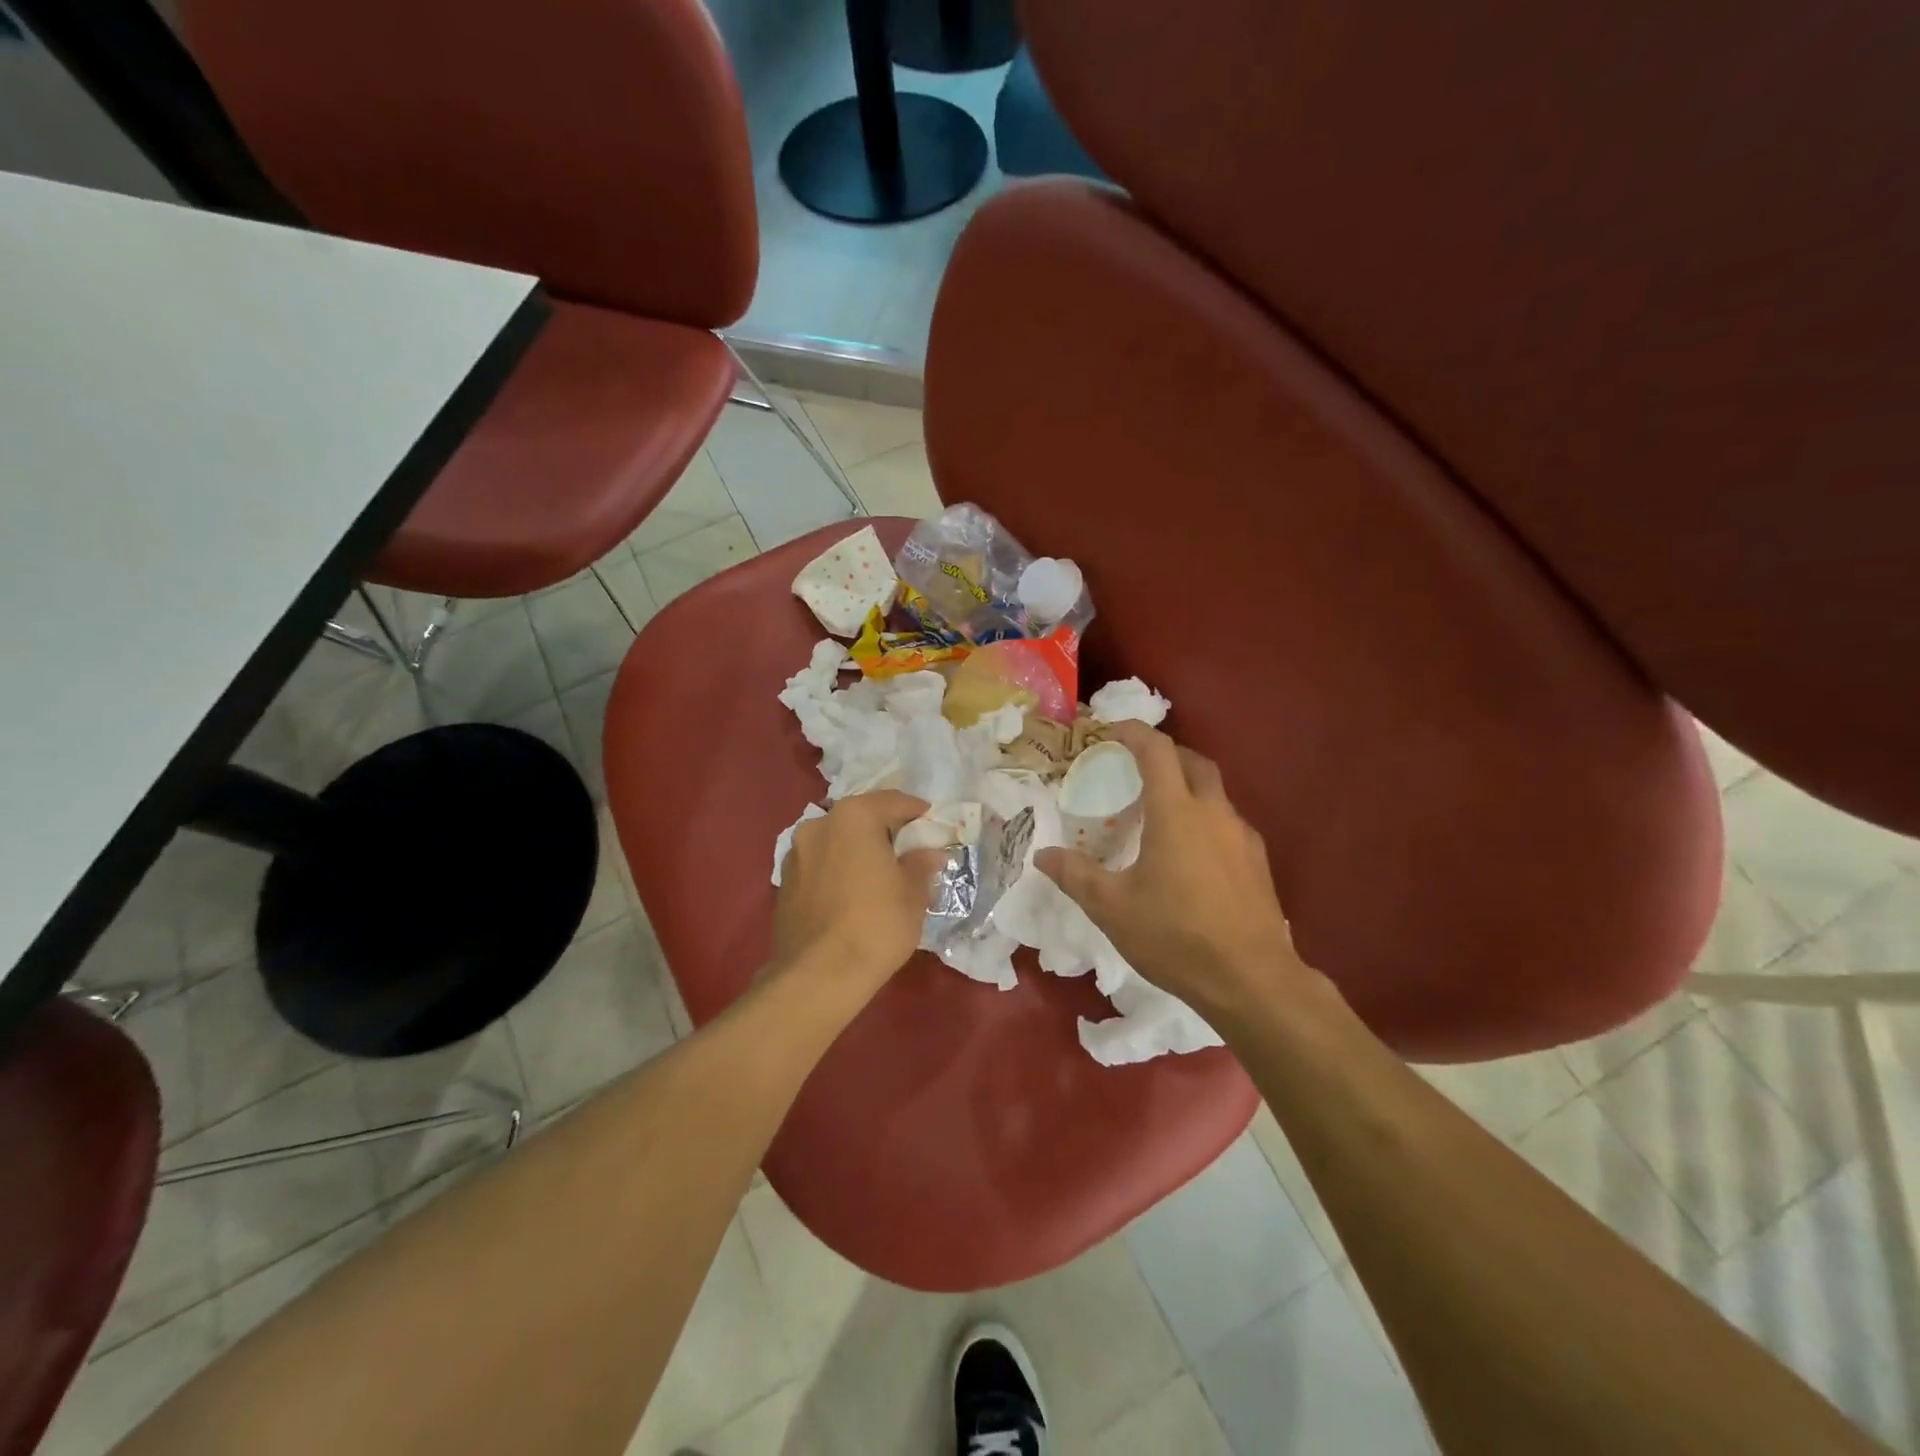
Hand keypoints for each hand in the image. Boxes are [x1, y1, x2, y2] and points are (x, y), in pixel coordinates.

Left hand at [771, 790, 945, 995]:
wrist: (817, 976)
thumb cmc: (876, 925)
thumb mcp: (913, 894)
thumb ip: (920, 865)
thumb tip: (928, 853)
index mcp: (854, 817)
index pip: (893, 801)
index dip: (916, 812)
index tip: (932, 826)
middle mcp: (819, 825)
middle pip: (861, 819)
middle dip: (884, 832)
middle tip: (908, 851)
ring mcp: (796, 854)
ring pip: (837, 842)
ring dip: (857, 851)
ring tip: (879, 876)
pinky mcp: (784, 883)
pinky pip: (821, 865)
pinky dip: (838, 871)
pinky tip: (852, 895)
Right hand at [1035, 722, 1307, 1020]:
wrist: (1252, 981)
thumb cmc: (1176, 936)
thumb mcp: (1112, 908)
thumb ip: (1075, 875)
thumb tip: (1042, 854)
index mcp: (1176, 813)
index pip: (1157, 751)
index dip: (1133, 732)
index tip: (1110, 730)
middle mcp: (1214, 813)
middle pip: (1193, 762)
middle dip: (1165, 754)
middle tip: (1136, 767)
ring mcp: (1242, 837)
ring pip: (1214, 794)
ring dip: (1187, 788)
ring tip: (1159, 814)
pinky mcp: (1258, 863)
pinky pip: (1227, 824)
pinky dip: (1204, 820)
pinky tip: (1190, 854)